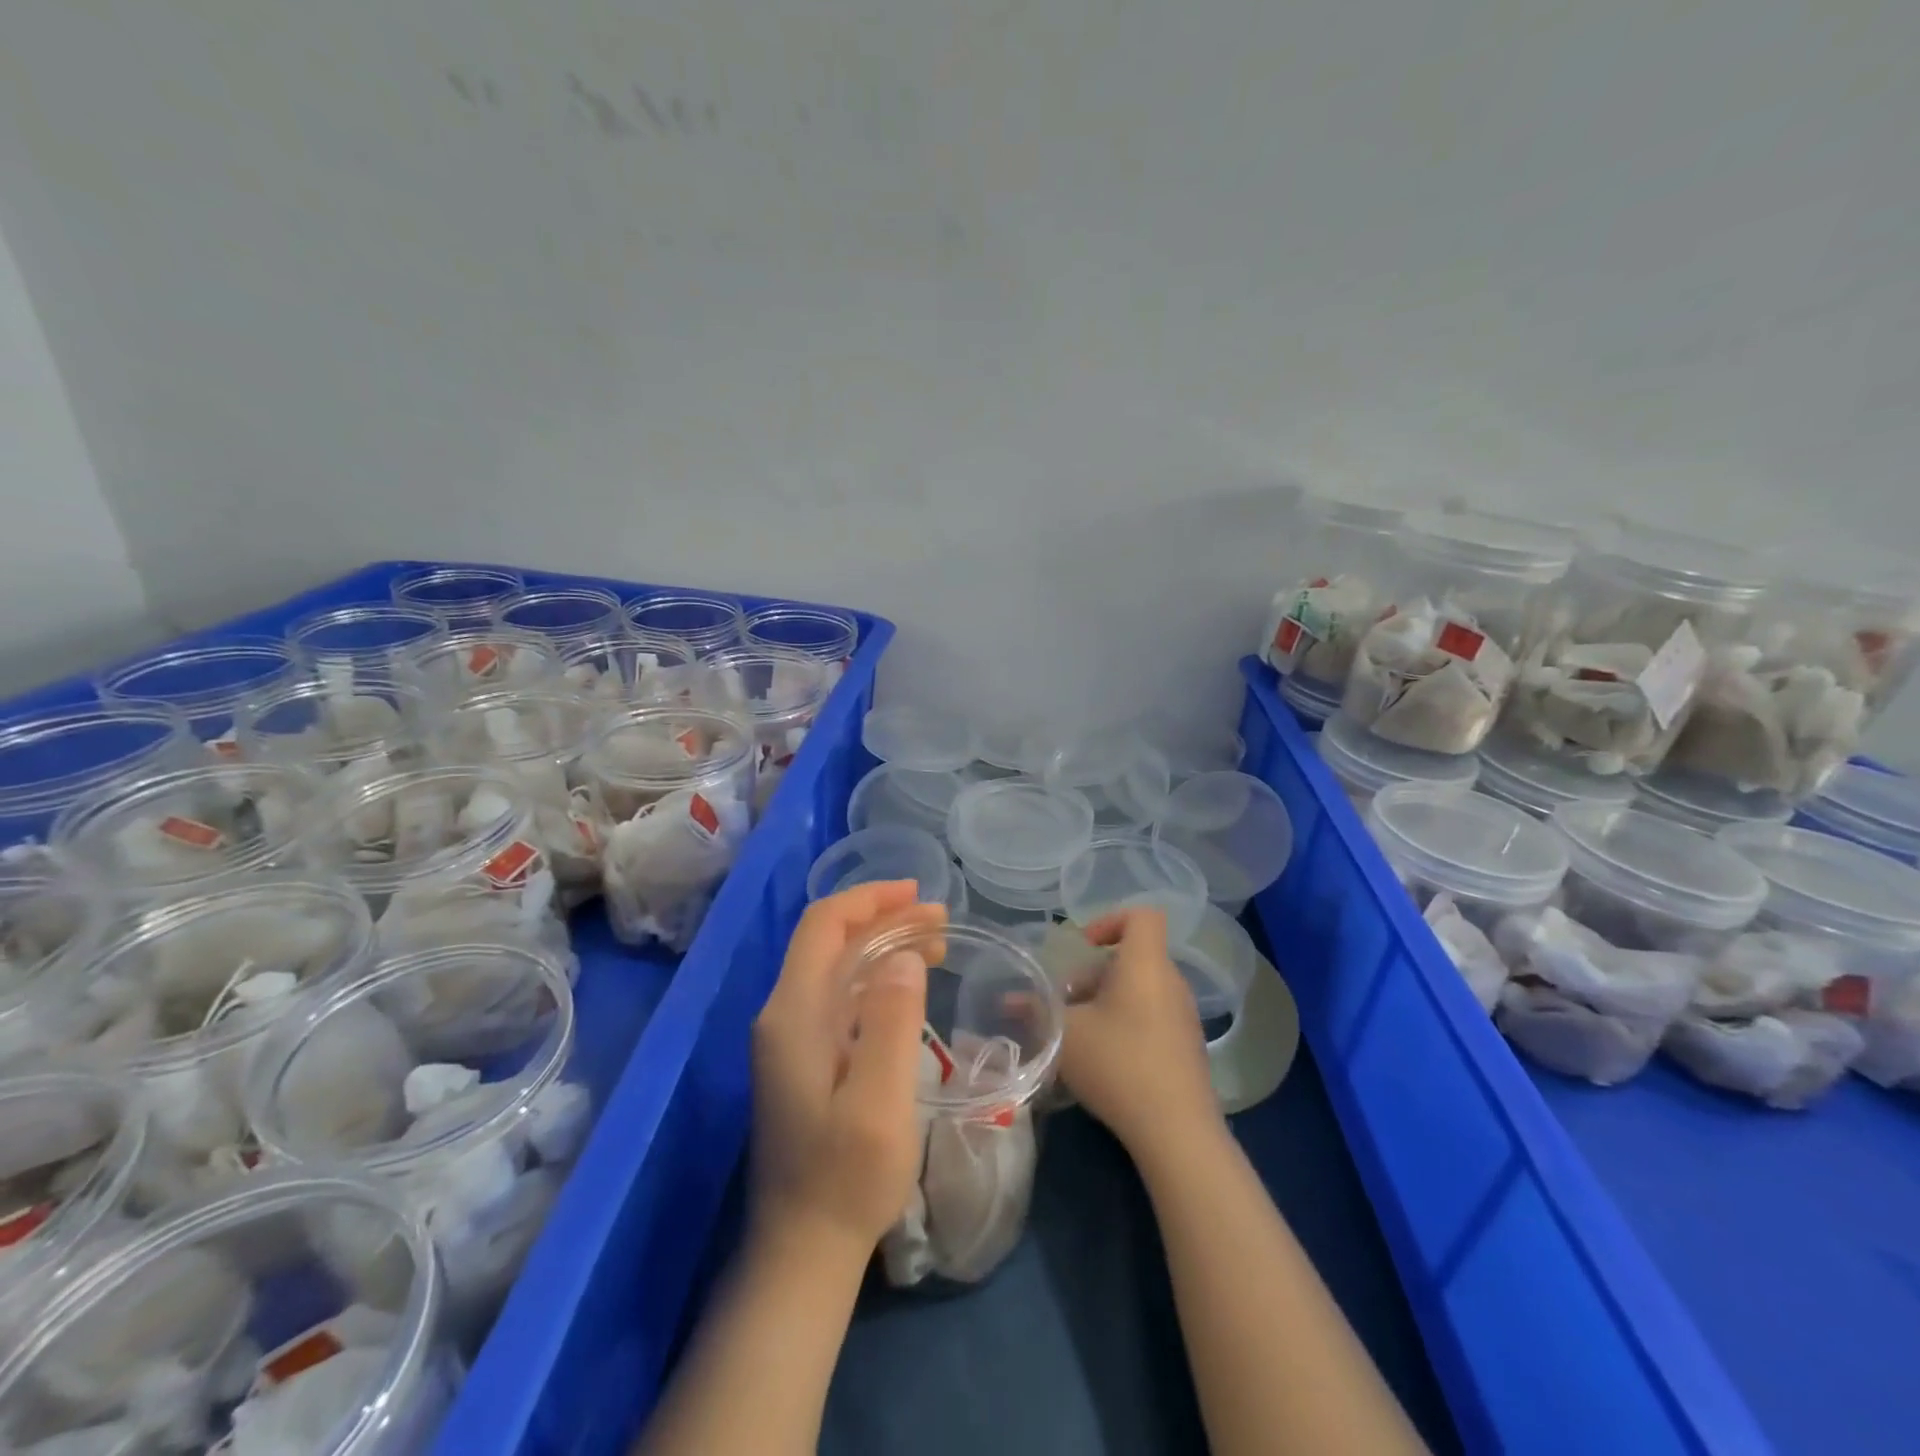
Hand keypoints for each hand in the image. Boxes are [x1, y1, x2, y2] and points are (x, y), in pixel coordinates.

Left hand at [750, 882, 943, 1262]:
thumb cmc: (845, 1178)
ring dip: (882, 945)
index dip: (869, 899)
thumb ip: (891, 1022)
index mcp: (794, 1013)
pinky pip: (839, 994)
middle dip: (884, 919)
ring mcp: (790, 1037)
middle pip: (829, 941)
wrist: (802, 1251)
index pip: (823, 926)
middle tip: (940, 920)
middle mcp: (784, 1014)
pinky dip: (875, 976)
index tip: (918, 895)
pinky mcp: (802, 1058)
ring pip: (836, 966)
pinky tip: (908, 986)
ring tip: (935, 944)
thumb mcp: (880, 1102)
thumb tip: (903, 955)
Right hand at [1057, 908, 1222, 1162]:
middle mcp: (1171, 982)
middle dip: (1093, 973)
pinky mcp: (1187, 1047)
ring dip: (1106, 1000)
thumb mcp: (1065, 1035)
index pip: (1142, 916)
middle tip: (1066, 1002)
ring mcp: (1184, 1016)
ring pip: (1139, 988)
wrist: (1177, 1132)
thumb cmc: (1118, 1065)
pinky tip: (1103, 1059)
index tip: (1082, 947)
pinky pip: (1152, 1015)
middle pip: (1132, 956)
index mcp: (1146, 964)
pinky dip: (1125, 1022)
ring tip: (1078, 1033)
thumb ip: (1036, 1011)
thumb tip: (1008, 1001)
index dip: (1110, 920)